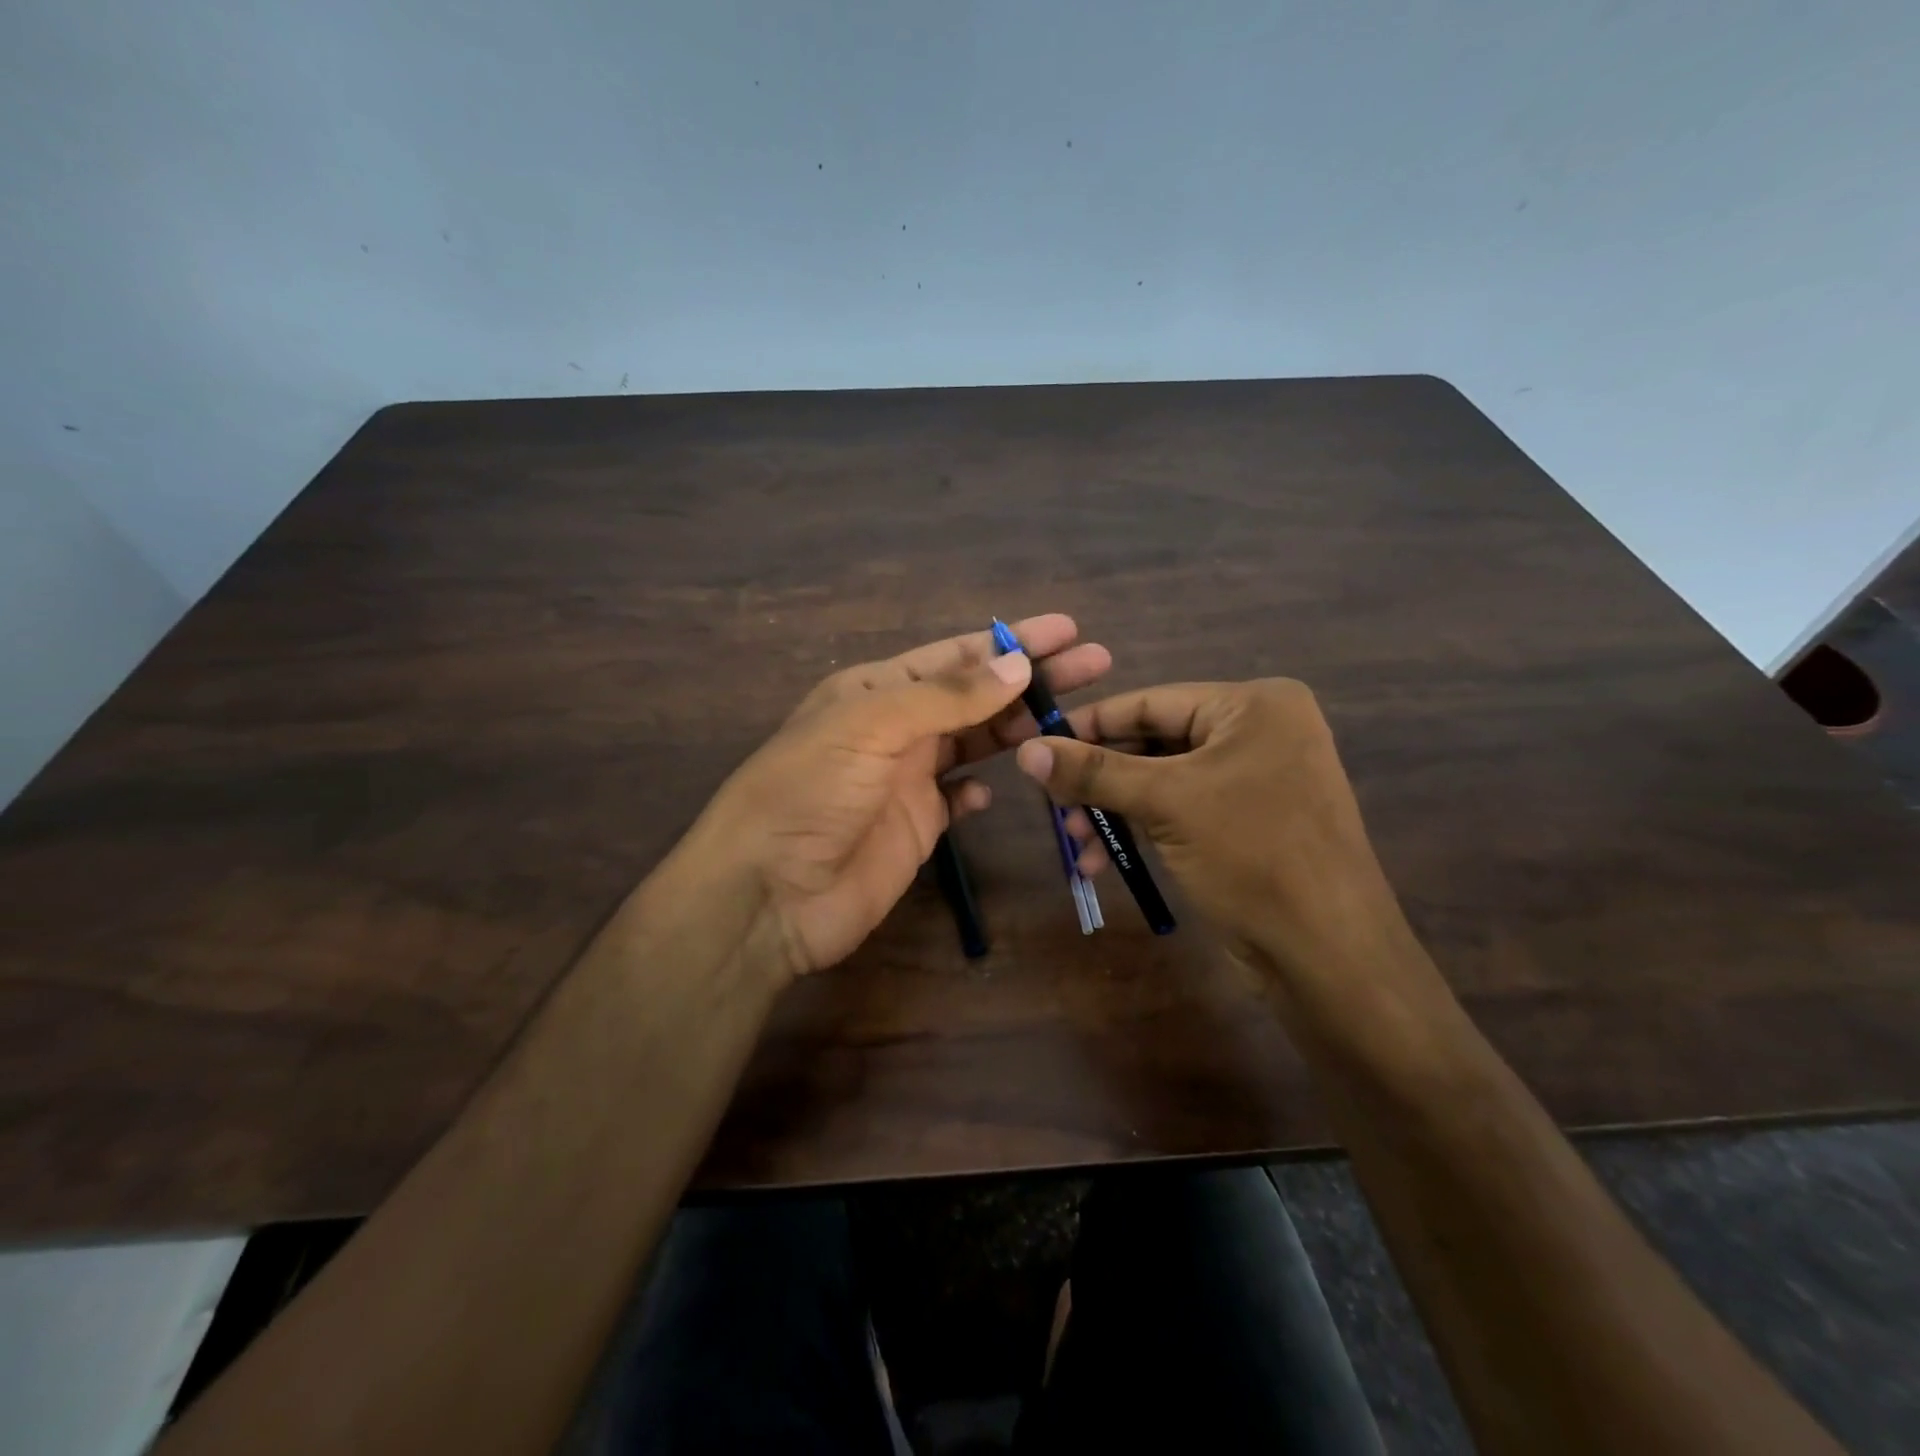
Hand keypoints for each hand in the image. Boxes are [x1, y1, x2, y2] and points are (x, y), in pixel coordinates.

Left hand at [686, 615, 1112, 979]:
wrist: (770, 892)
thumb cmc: (811, 791)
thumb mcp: (872, 725)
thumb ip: (947, 696)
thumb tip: (1017, 663)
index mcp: (876, 690)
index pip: (956, 655)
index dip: (1011, 641)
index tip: (1067, 630)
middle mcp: (895, 728)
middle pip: (975, 695)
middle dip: (1032, 678)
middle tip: (1096, 664)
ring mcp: (907, 780)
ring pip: (975, 743)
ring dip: (1018, 728)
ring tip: (1075, 717)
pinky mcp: (917, 827)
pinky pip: (958, 800)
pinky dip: (980, 792)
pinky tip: (1000, 789)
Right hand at [1015, 679, 1411, 983]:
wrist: (1328, 955)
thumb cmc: (1252, 856)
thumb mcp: (1166, 803)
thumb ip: (1093, 773)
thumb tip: (1024, 749)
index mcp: (1253, 705)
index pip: (1150, 701)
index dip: (1089, 724)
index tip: (1036, 744)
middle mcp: (1258, 732)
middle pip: (1153, 743)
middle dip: (1100, 779)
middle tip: (1052, 804)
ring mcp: (1255, 779)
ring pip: (1161, 781)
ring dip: (1113, 810)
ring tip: (1074, 841)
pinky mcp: (1247, 822)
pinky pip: (1179, 810)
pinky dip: (1140, 830)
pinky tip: (1101, 859)